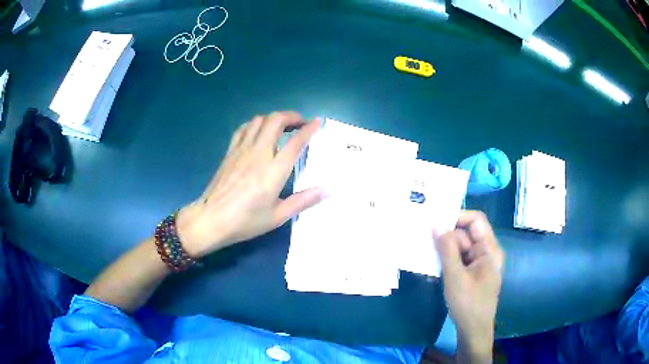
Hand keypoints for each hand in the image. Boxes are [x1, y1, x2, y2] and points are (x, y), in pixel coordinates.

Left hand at [176, 111, 323, 257]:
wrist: (211, 219)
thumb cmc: (245, 221)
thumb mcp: (278, 216)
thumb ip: (303, 201)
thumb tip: (328, 191)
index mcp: (274, 170)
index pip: (295, 141)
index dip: (309, 128)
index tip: (318, 122)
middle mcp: (259, 153)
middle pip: (276, 121)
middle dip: (291, 116)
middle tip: (301, 124)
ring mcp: (242, 150)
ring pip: (259, 120)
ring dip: (274, 118)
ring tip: (282, 126)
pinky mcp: (230, 152)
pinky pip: (243, 128)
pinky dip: (255, 124)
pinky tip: (259, 132)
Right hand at [434, 211, 504, 360]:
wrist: (473, 330)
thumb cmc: (468, 303)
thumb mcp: (455, 276)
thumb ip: (446, 249)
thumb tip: (436, 224)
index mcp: (489, 249)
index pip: (476, 221)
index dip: (457, 216)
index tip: (436, 220)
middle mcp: (486, 252)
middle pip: (466, 234)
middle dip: (446, 235)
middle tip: (423, 236)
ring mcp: (479, 263)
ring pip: (460, 247)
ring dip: (444, 249)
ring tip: (424, 250)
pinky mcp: (471, 273)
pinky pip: (459, 259)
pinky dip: (446, 260)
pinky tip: (431, 265)